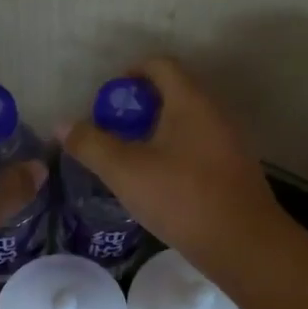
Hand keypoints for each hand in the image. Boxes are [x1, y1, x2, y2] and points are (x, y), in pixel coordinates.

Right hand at [62, 58, 286, 277]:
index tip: (107, 101)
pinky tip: (159, 185)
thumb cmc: (182, 198)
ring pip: (186, 124)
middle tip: (113, 134)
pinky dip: (175, 154)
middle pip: (173, 93)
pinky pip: (198, 148)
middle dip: (139, 109)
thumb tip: (64, 125)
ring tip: (131, 162)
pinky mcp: (234, 170)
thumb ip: (91, 145)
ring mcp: (229, 142)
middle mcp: (214, 113)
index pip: (159, 65)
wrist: (243, 243)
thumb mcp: (125, 171)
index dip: (129, 74)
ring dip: (156, 134)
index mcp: (190, 101)